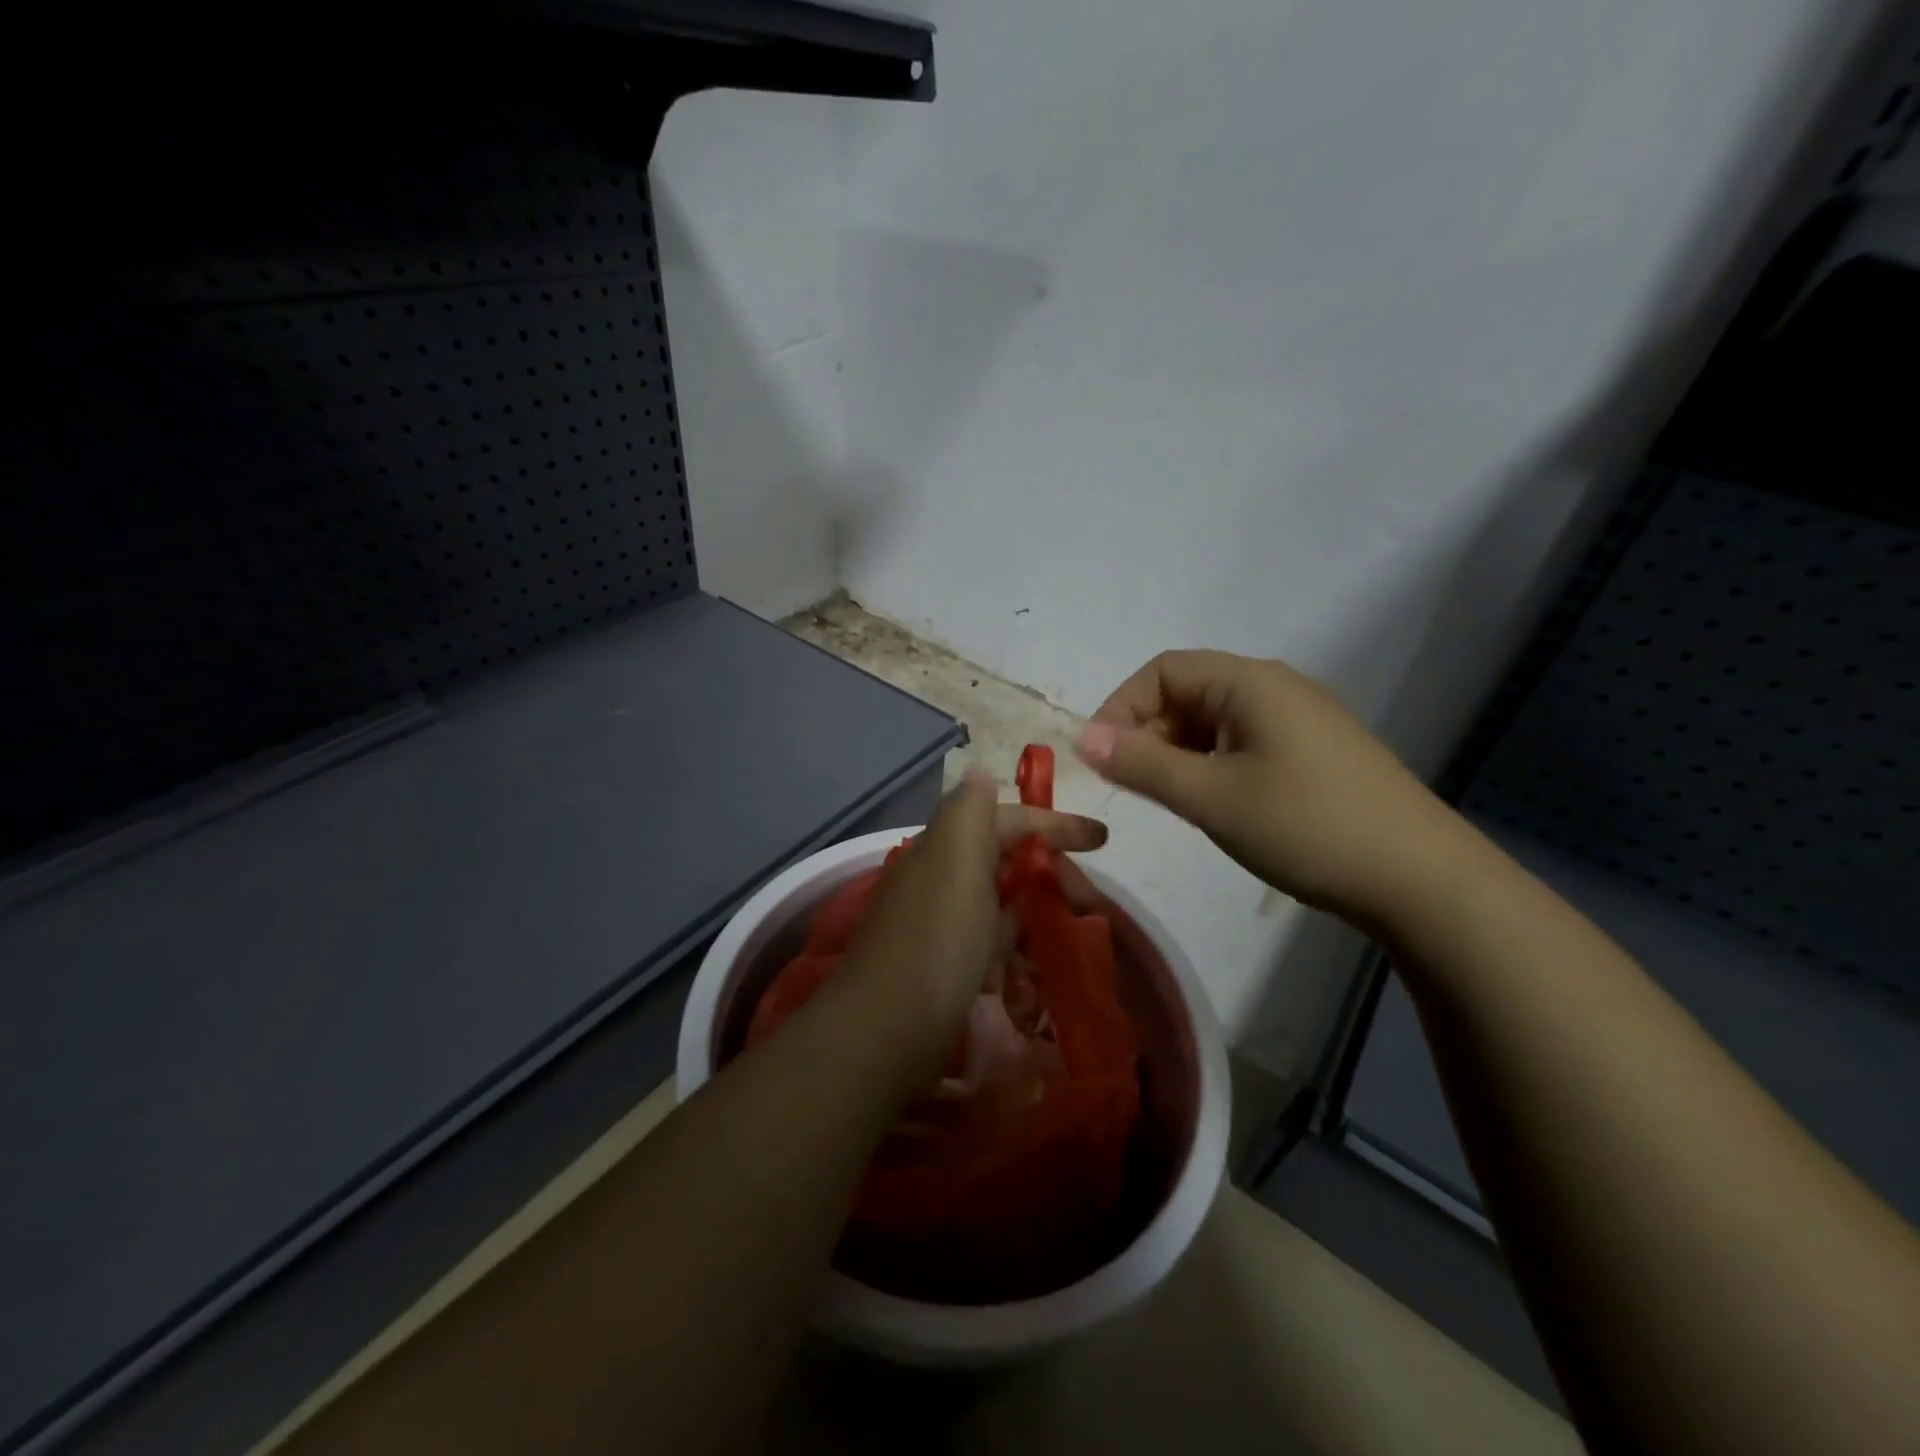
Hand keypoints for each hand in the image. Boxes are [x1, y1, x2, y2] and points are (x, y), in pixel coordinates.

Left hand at [836, 771, 1106, 1078]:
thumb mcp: (957, 859)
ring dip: (1036, 916)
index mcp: (946, 847)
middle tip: (1093, 907)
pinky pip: (988, 948)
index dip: (1055, 824)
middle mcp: (938, 878)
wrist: (885, 1028)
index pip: (1008, 820)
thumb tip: (982, 773)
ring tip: (1072, 941)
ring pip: (1000, 906)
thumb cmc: (937, 938)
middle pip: (1006, 863)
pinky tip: (1031, 975)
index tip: (1103, 840)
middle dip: (1052, 876)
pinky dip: (1014, 953)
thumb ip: (971, 810)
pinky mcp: (940, 968)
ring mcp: (937, 925)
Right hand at [1076, 650, 1460, 922]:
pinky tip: (1213, 804)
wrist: (1420, 880)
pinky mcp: (1312, 754)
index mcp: (1250, 682)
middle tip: (1131, 786)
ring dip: (1177, 753)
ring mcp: (1298, 721)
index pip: (1162, 671)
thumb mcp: (1211, 797)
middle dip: (1147, 733)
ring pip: (1213, 722)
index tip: (1100, 758)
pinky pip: (1241, 744)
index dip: (1120, 707)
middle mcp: (1274, 688)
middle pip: (1187, 692)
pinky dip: (1210, 766)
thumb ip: (1143, 764)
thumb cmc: (1306, 826)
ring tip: (1169, 800)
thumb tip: (1083, 739)